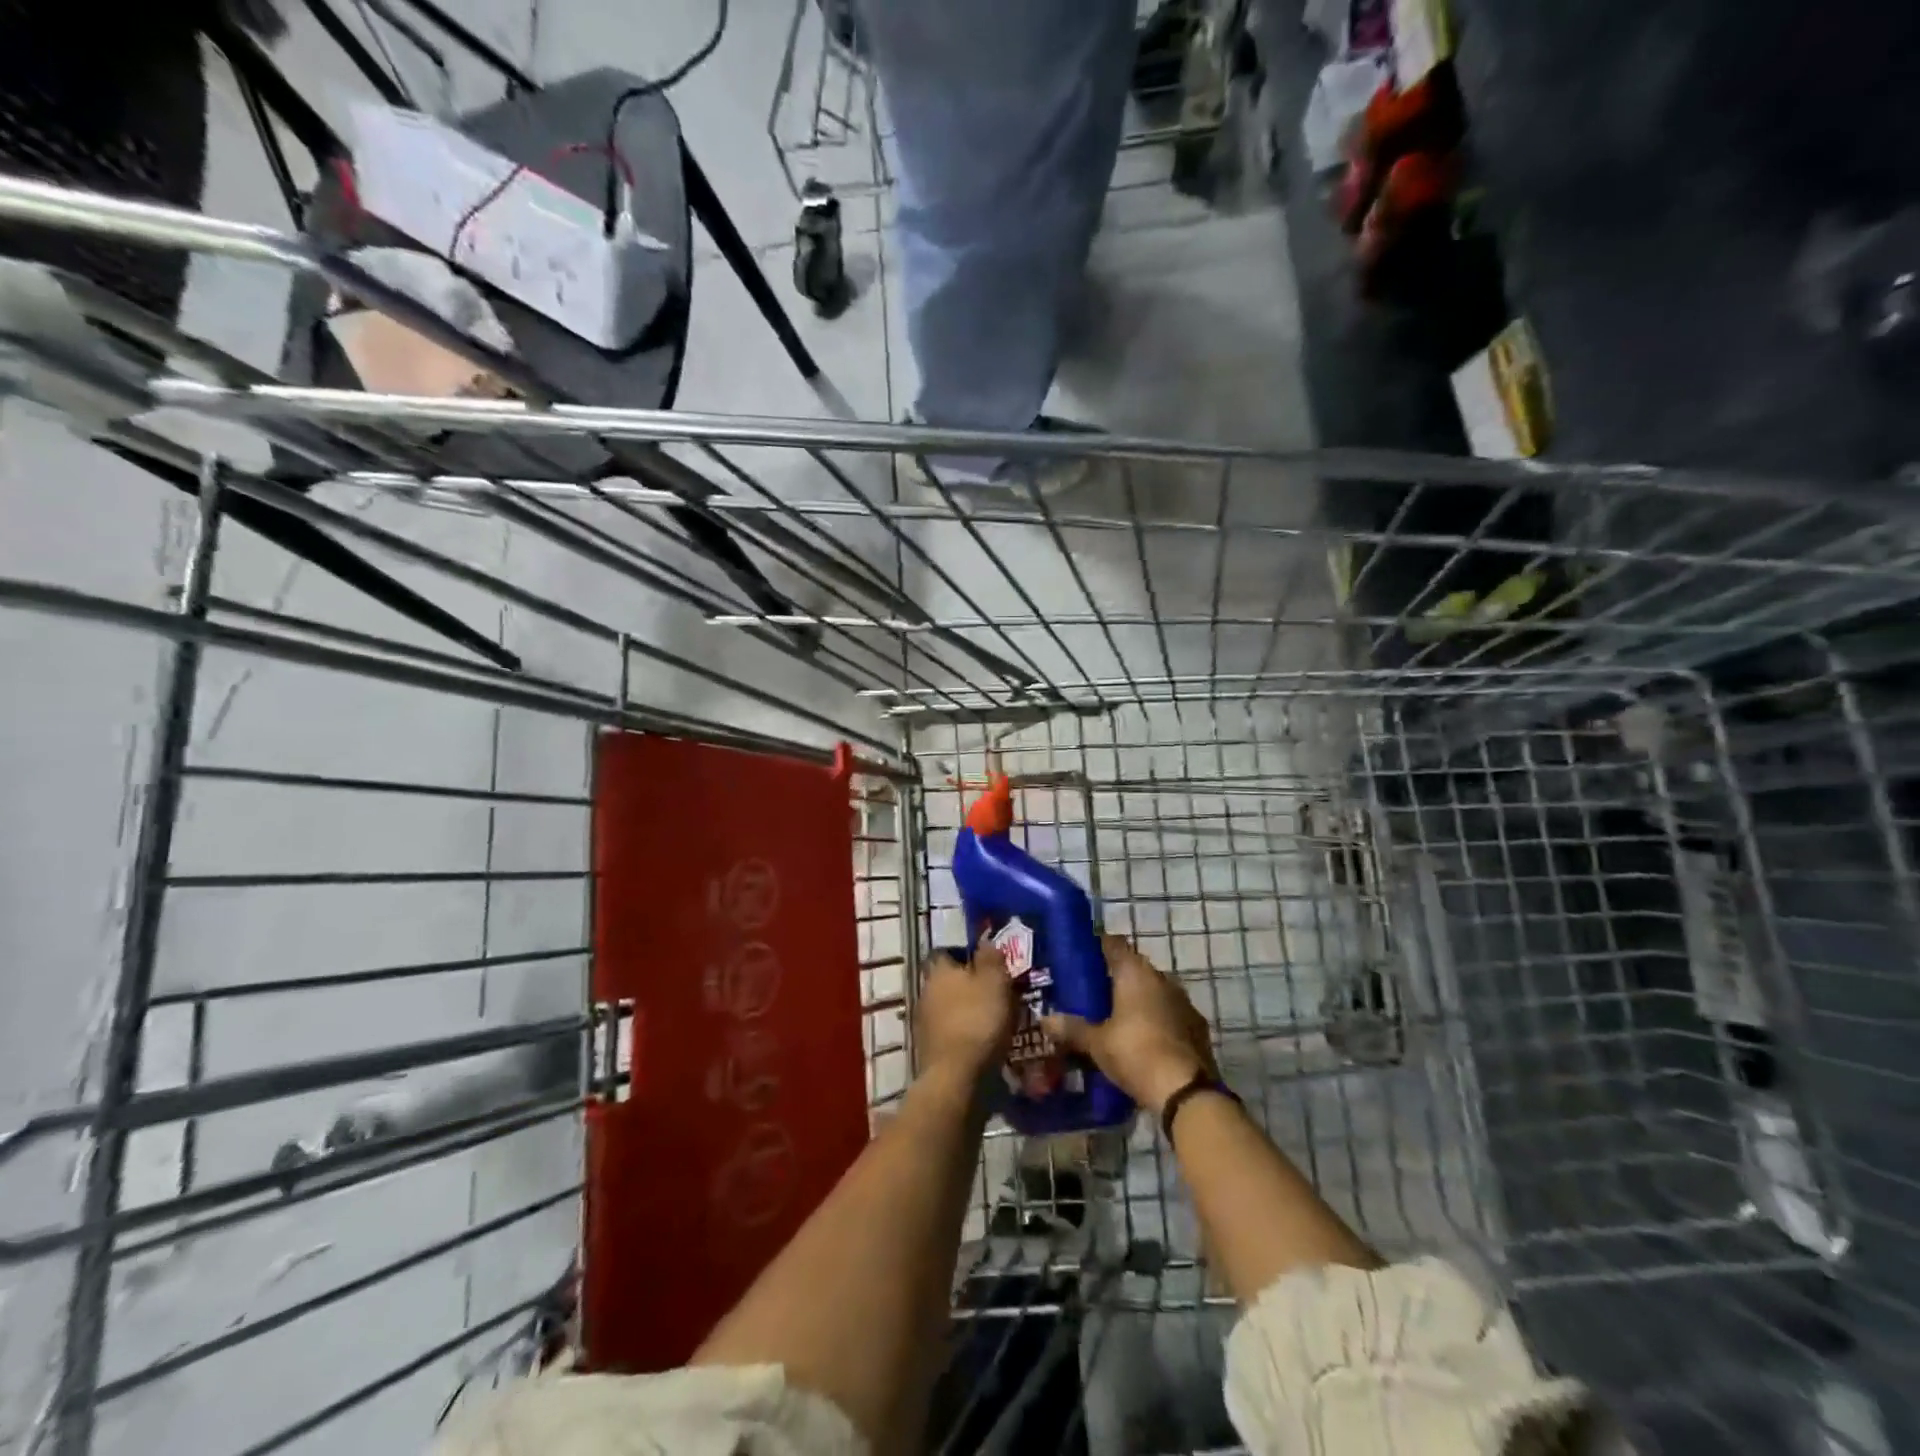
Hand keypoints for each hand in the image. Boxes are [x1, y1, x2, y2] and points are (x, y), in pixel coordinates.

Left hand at [915, 936, 1014, 1080]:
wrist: (956, 1076)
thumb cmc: (978, 1020)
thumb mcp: (994, 982)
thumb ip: (990, 957)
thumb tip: (985, 940)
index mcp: (939, 970)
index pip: (947, 952)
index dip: (966, 956)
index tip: (987, 965)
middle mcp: (925, 991)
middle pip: (948, 981)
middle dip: (968, 986)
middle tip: (994, 993)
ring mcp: (924, 1021)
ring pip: (948, 1007)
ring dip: (966, 1011)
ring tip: (992, 1020)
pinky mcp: (928, 1048)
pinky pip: (949, 1032)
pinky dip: (963, 1034)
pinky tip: (981, 1042)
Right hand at [1043, 937, 1217, 1112]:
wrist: (1186, 1091)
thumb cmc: (1135, 1053)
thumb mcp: (1096, 1043)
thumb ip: (1072, 1028)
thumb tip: (1045, 1020)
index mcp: (1135, 973)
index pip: (1114, 944)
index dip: (1098, 946)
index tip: (1082, 956)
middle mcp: (1161, 978)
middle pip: (1135, 968)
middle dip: (1115, 978)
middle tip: (1092, 993)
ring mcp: (1184, 1001)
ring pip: (1154, 991)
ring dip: (1138, 1000)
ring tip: (1116, 1018)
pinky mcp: (1197, 1026)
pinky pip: (1170, 1014)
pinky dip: (1156, 1020)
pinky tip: (1143, 1039)